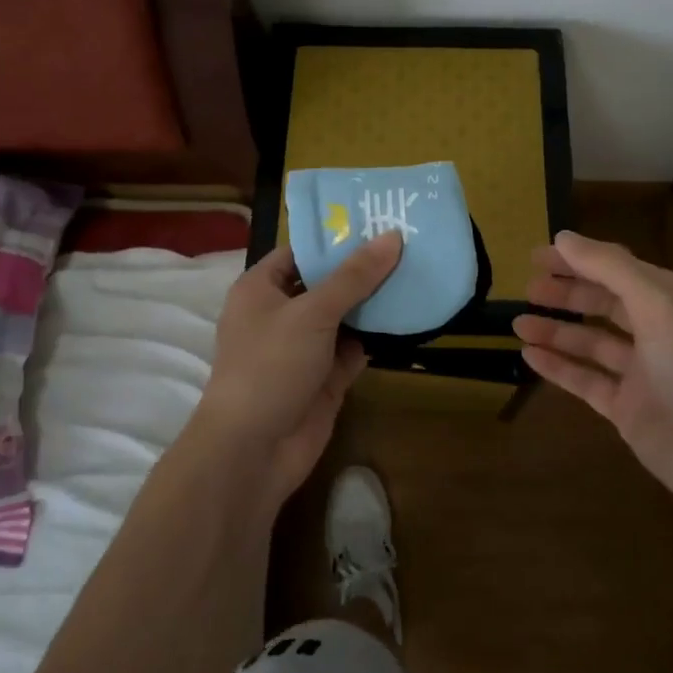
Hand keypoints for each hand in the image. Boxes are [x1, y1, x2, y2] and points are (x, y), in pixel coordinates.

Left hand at [187, 233, 403, 510]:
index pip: (300, 252)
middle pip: (326, 283)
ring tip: (418, 272)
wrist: (254, 450)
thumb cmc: (271, 365)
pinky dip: (376, 337)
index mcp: (261, 289)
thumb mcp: (312, 312)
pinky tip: (409, 317)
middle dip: (362, 269)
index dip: (335, 238)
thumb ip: (354, 276)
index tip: (376, 222)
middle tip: (409, 244)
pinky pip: (354, 349)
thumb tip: (392, 236)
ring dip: (374, 303)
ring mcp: (304, 348)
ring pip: (344, 316)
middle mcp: (281, 314)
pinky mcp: (325, 378)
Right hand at [512, 231, 672, 517]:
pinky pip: (585, 379)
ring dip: (556, 330)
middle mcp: (657, 331)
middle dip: (566, 293)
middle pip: (603, 303)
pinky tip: (528, 356)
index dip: (578, 259)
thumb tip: (563, 237)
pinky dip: (558, 366)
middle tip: (527, 289)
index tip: (537, 256)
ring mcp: (641, 372)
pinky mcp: (626, 407)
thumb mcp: (655, 303)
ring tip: (517, 323)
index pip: (617, 269)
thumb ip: (608, 267)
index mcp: (670, 300)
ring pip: (591, 342)